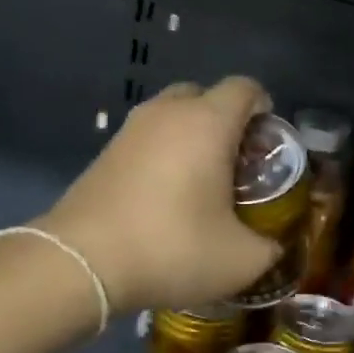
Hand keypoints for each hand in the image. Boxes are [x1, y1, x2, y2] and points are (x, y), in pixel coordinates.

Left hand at [37, 77, 281, 313]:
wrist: (82, 263)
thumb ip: (269, 247)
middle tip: (237, 163)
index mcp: (208, 123)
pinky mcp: (104, 153)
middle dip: (227, 121)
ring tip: (202, 183)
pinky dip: (163, 155)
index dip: (265, 109)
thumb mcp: (241, 261)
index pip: (246, 89)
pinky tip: (167, 197)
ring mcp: (130, 130)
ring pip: (172, 116)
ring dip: (192, 138)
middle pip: (205, 96)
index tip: (268, 144)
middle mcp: (168, 113)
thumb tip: (271, 245)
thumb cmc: (174, 248)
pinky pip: (147, 140)